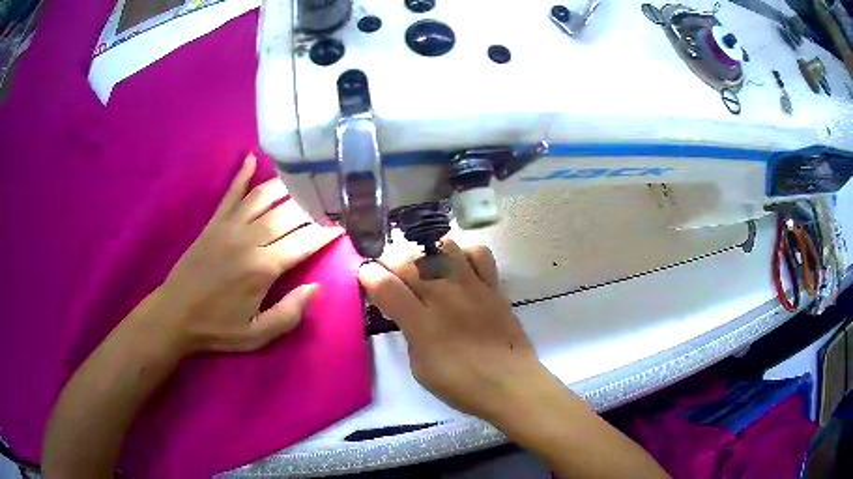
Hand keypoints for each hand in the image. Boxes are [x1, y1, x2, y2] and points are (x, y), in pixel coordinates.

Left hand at [157, 154, 341, 354]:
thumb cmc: (217, 328)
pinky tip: (252, 158)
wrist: (175, 314)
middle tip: (333, 196)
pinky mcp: (214, 222)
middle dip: (314, 204)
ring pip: (264, 197)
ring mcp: (229, 226)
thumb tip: (316, 288)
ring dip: (287, 185)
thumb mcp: (257, 335)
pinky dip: (242, 175)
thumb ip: (289, 314)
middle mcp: (249, 239)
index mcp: (263, 268)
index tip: (345, 223)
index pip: (304, 241)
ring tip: (307, 178)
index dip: (327, 231)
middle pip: (289, 213)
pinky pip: (231, 193)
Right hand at [358, 239, 545, 419]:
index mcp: (422, 323)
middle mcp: (444, 297)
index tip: (365, 276)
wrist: (510, 383)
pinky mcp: (493, 285)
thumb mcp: (420, 368)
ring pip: (441, 247)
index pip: (385, 285)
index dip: (368, 275)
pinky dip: (464, 253)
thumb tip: (407, 313)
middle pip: (408, 260)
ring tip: (421, 264)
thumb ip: (409, 334)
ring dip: (424, 251)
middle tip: (388, 270)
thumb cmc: (462, 385)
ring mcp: (471, 287)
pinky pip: (478, 253)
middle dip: (389, 259)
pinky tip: (458, 265)